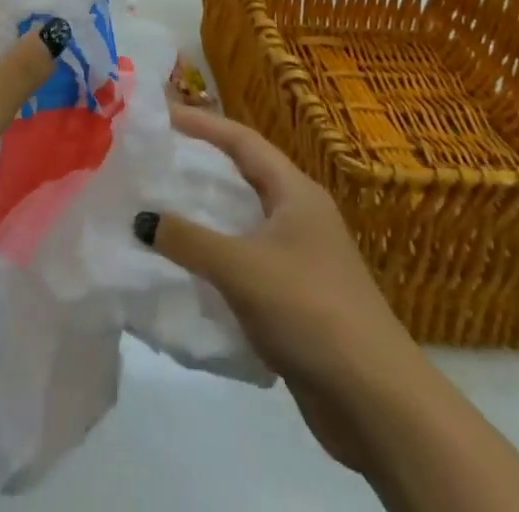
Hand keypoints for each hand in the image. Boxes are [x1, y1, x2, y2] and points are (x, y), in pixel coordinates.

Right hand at [137, 105, 423, 470]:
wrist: (377, 403)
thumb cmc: (310, 310)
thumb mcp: (241, 267)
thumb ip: (188, 240)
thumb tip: (141, 219)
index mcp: (295, 192)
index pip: (241, 140)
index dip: (201, 123)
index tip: (160, 115)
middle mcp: (299, 216)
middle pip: (242, 177)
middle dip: (198, 167)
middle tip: (153, 160)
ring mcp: (300, 259)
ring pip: (242, 223)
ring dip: (204, 217)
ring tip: (158, 210)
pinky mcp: (296, 300)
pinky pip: (245, 264)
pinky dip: (215, 260)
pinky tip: (184, 270)